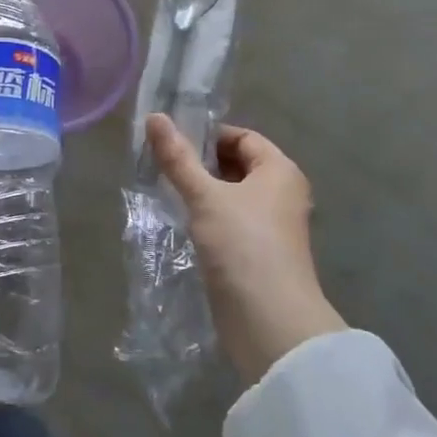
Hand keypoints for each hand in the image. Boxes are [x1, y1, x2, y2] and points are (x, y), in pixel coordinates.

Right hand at [146, 114, 345, 383]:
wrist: (269, 320)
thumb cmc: (242, 246)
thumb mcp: (205, 196)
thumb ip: (178, 158)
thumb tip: (154, 117)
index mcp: (280, 171)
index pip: (243, 137)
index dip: (208, 135)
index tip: (171, 143)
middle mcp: (282, 193)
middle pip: (238, 165)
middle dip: (201, 163)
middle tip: (162, 165)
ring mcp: (272, 226)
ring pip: (232, 195)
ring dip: (202, 191)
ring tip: (165, 190)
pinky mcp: (259, 252)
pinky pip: (231, 221)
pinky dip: (208, 216)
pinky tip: (182, 222)